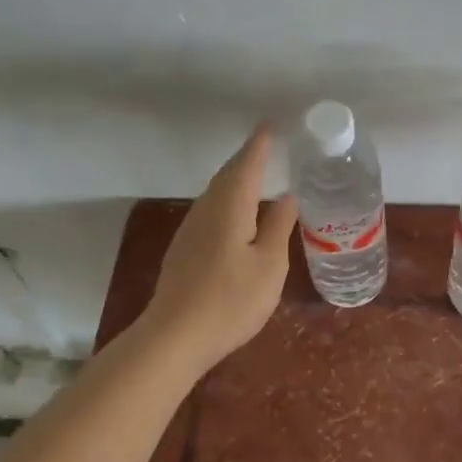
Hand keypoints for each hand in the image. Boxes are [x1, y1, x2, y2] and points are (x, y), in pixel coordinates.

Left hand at [144, 124, 298, 371]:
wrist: (174, 337)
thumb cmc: (230, 300)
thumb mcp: (269, 265)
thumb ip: (279, 227)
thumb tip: (287, 197)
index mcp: (230, 207)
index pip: (247, 164)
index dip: (260, 144)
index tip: (270, 124)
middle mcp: (207, 209)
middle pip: (228, 174)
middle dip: (247, 157)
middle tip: (267, 144)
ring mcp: (191, 229)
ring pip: (216, 191)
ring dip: (235, 177)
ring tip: (255, 172)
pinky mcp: (184, 248)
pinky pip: (210, 208)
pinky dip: (227, 197)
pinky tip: (236, 212)